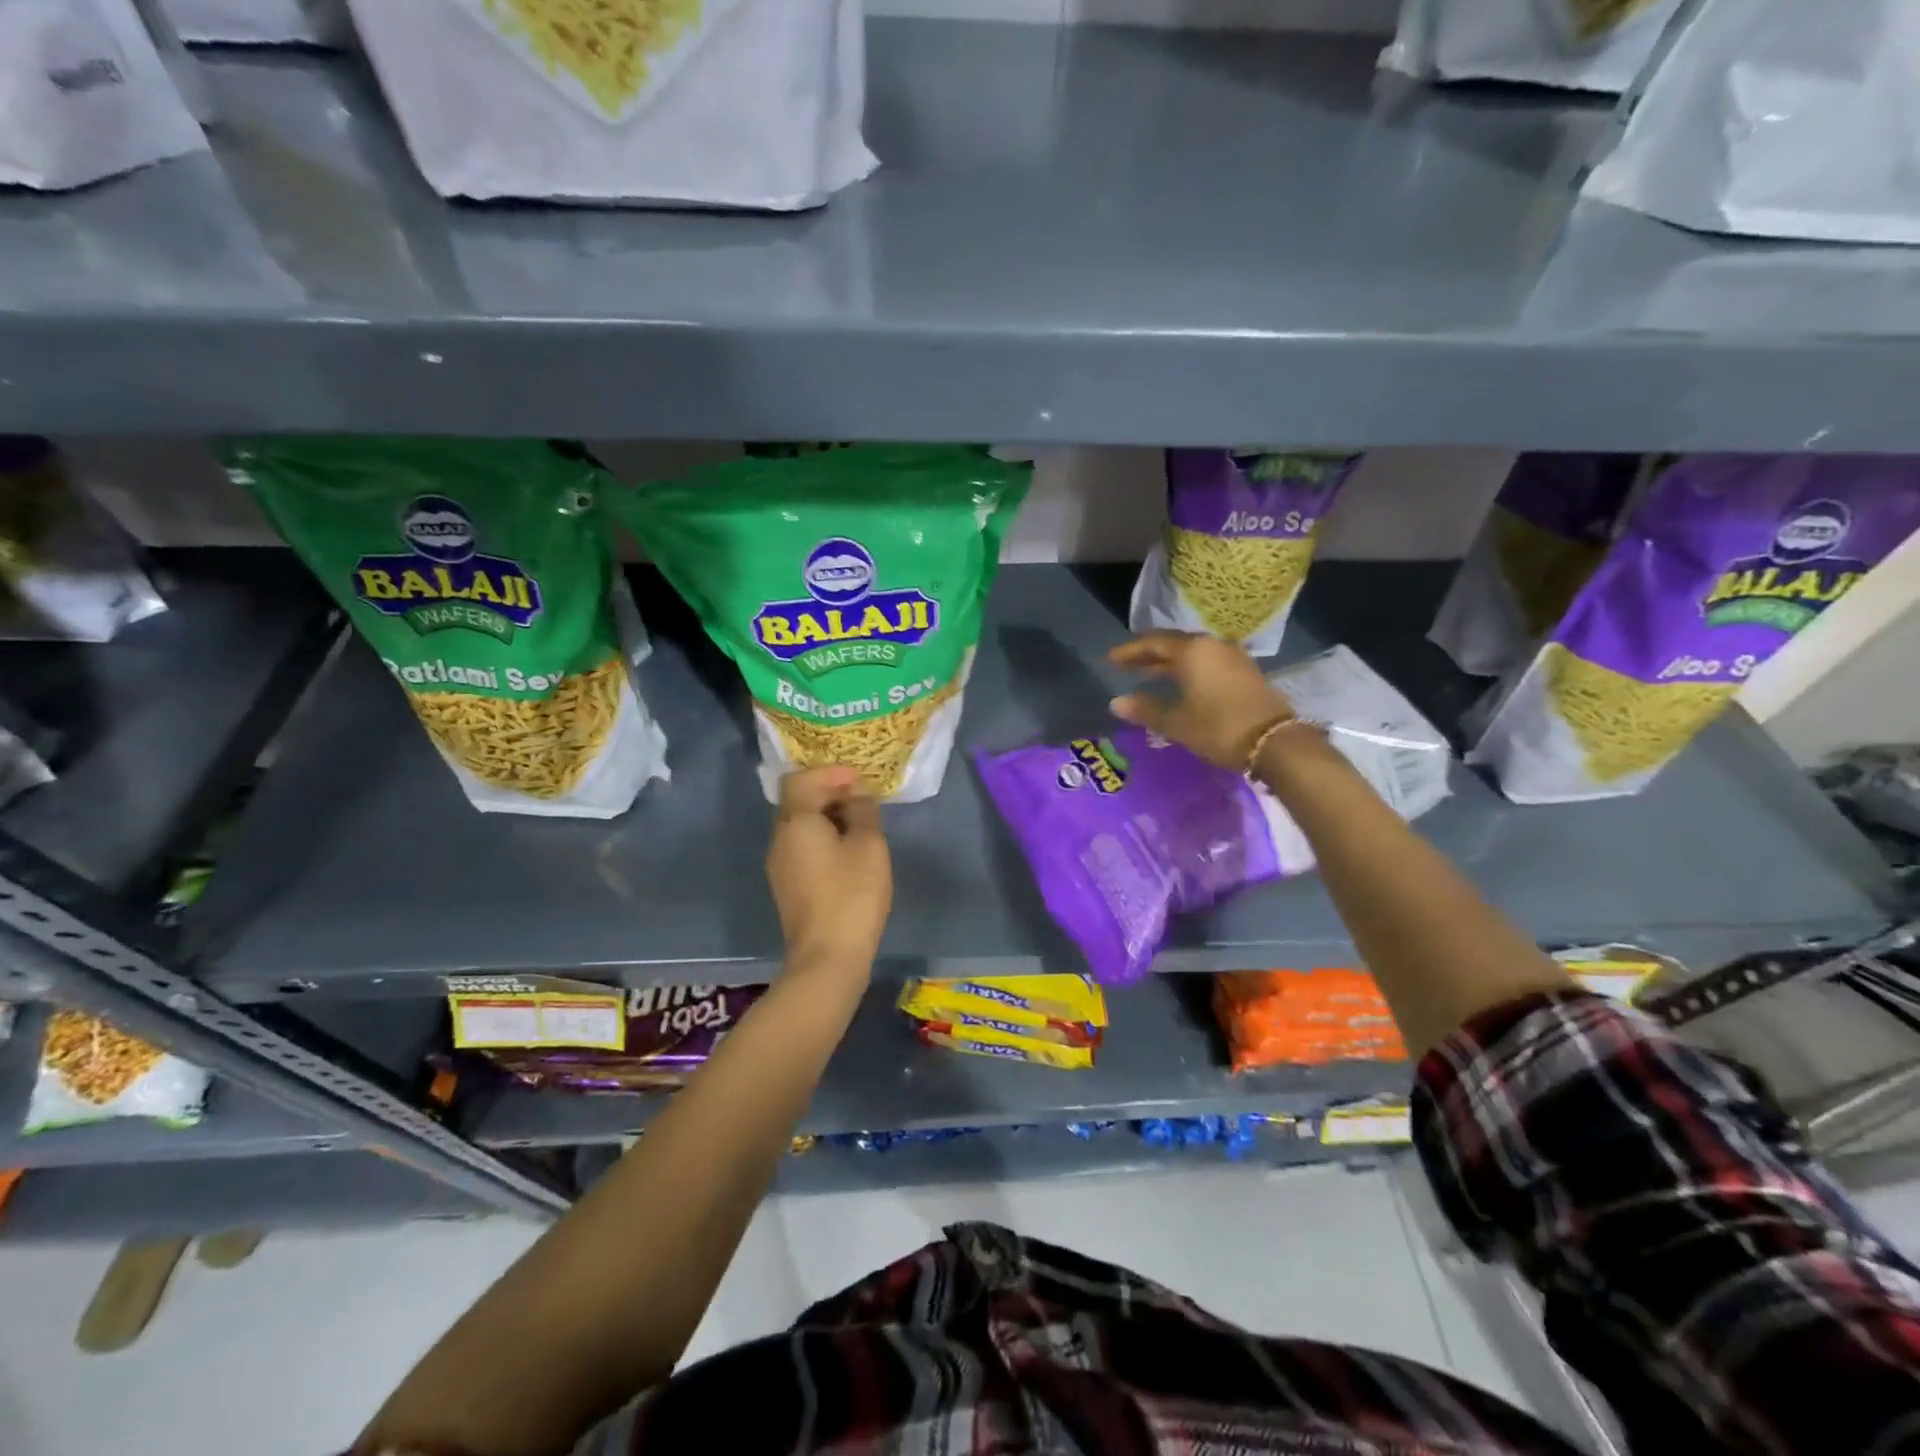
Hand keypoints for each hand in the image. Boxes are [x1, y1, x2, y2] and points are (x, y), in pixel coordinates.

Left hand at [766, 766, 891, 975]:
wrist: (827, 956)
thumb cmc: (852, 894)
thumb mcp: (868, 845)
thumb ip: (862, 810)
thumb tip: (856, 793)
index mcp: (795, 821)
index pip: (801, 779)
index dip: (830, 773)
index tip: (860, 781)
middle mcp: (779, 838)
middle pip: (797, 800)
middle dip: (829, 793)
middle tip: (863, 800)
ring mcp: (779, 864)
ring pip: (799, 825)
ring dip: (827, 817)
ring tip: (860, 825)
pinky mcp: (786, 884)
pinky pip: (801, 846)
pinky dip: (822, 838)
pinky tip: (847, 852)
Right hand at [1108, 631, 1292, 769]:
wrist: (1274, 741)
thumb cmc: (1218, 728)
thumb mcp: (1176, 722)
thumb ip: (1145, 709)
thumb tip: (1116, 702)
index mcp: (1192, 651)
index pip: (1153, 643)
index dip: (1129, 651)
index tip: (1110, 659)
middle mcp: (1212, 645)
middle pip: (1173, 644)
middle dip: (1148, 654)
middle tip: (1127, 664)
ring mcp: (1231, 656)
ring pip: (1192, 652)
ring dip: (1169, 662)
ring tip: (1150, 673)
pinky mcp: (1244, 670)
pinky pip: (1207, 661)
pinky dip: (1188, 668)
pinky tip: (1180, 682)